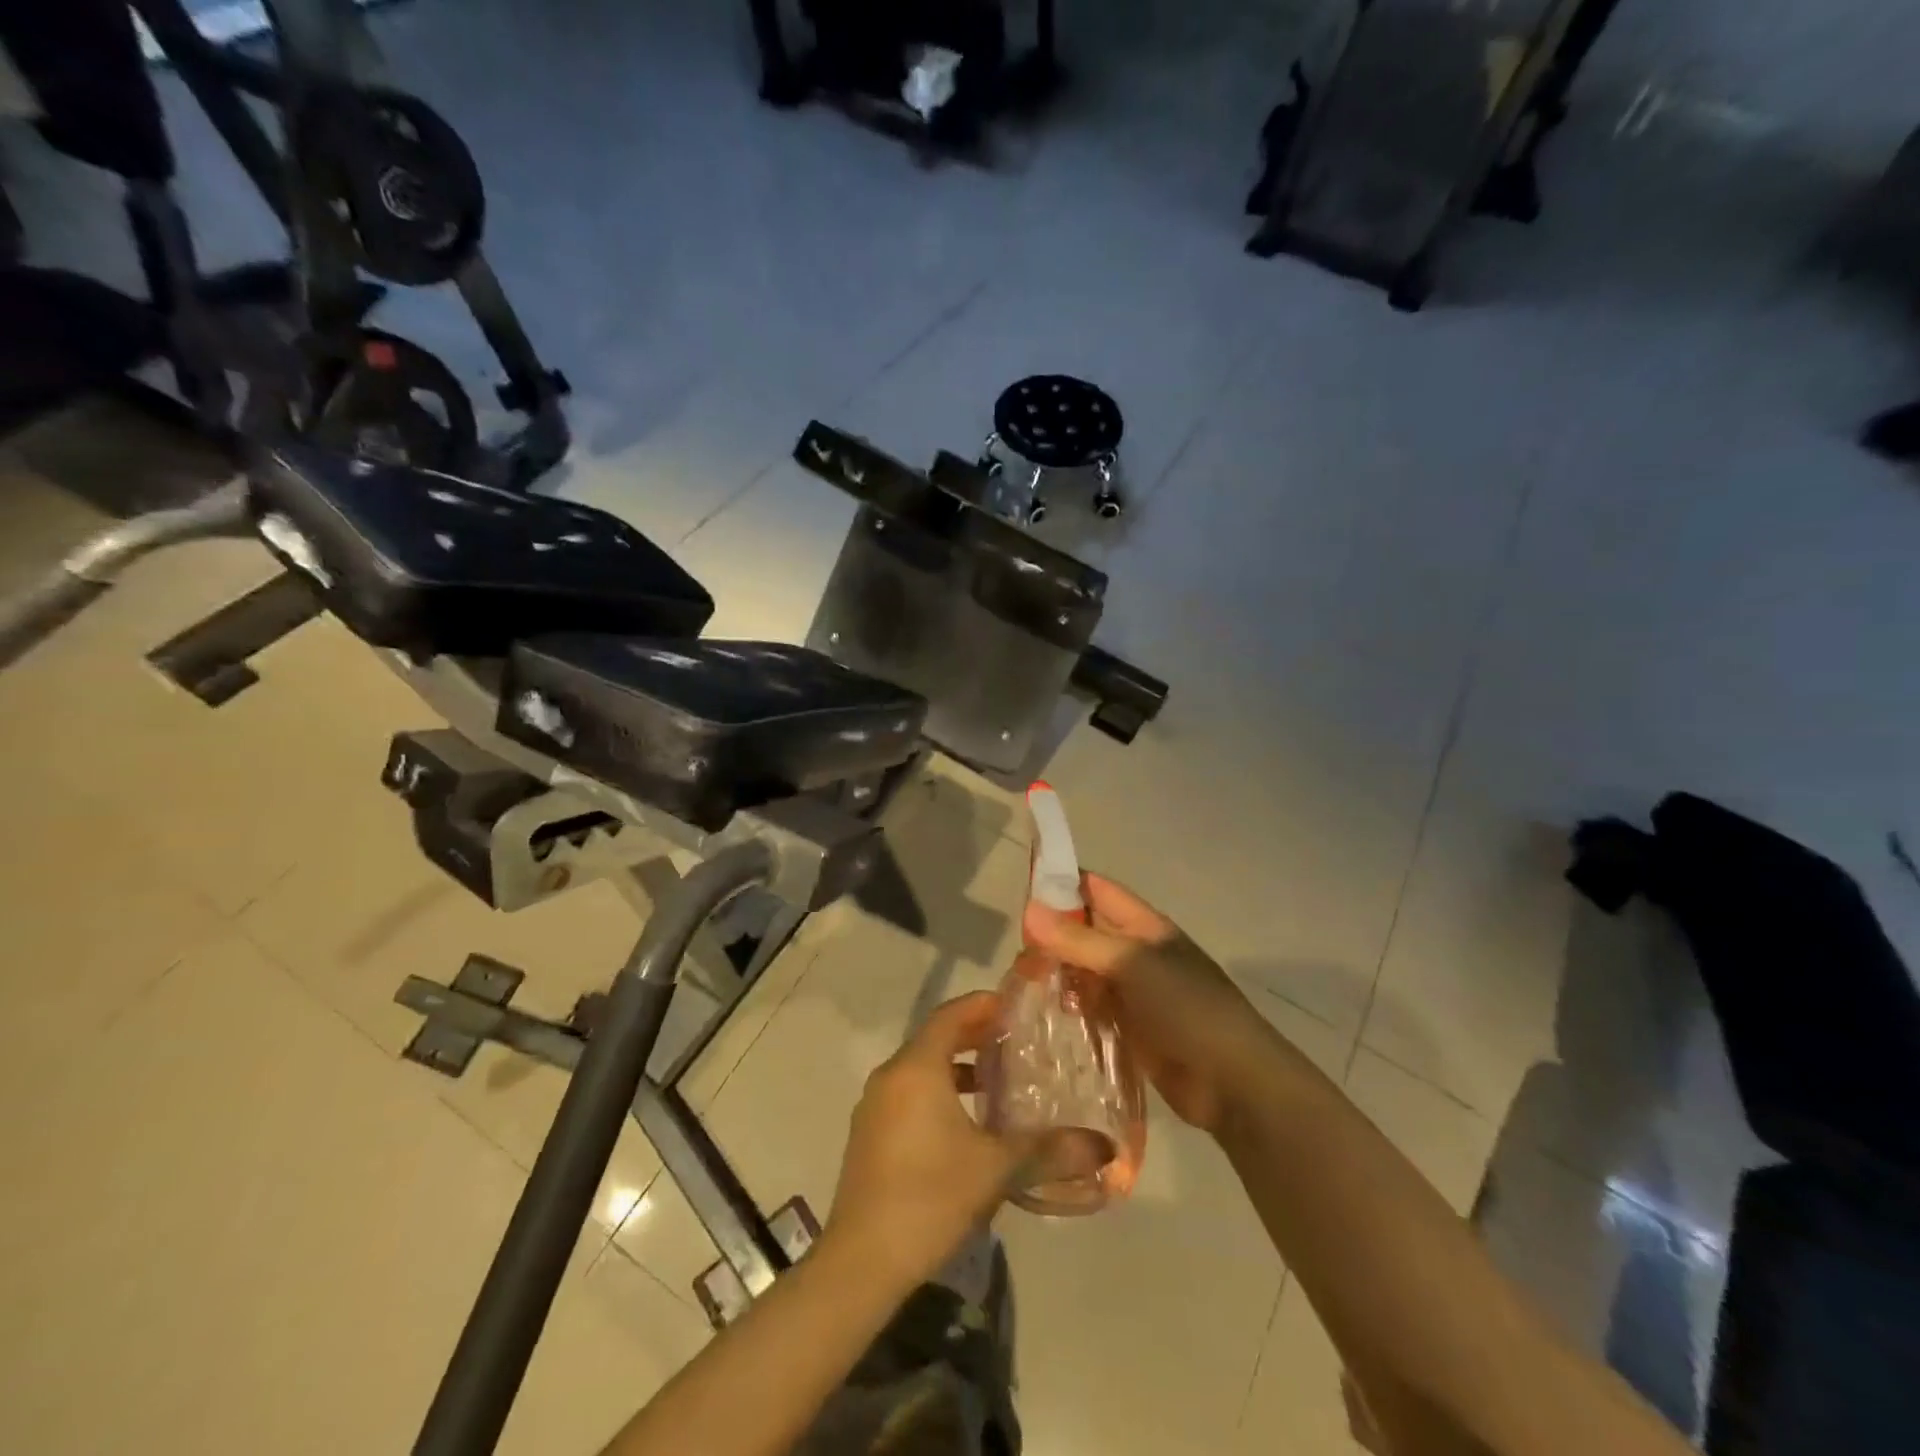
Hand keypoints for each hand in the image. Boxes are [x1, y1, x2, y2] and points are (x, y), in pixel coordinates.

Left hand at [824, 992, 1029, 1288]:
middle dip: (973, 1035)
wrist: (861, 1262)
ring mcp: (875, 1106)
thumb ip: (1049, 1149)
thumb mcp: (996, 1169)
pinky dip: (937, 1091)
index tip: (1015, 1007)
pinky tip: (965, 1124)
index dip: (982, 1005)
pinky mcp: (869, 1135)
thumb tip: (1105, 1146)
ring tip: (995, 1081)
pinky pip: (908, 1093)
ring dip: (955, 1066)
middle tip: (1013, 1041)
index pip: (950, 1015)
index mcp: (916, 1068)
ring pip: (920, 1068)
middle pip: (935, 1038)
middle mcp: (891, 1076)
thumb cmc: (930, 1197)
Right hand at [1024, 875, 1282, 1134]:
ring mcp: (1132, 992)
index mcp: (1144, 926)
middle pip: (1085, 930)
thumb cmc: (1187, 1009)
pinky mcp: (1127, 1028)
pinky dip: (1069, 1006)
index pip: (1096, 890)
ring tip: (1021, 982)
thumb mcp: (1132, 965)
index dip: (1062, 884)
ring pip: (1084, 970)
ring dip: (1057, 973)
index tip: (1021, 894)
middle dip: (1052, 935)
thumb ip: (1080, 940)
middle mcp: (1136, 952)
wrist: (1233, 1082)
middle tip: (1015, 951)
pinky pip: (1090, 1007)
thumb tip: (1029, 909)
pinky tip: (1043, 1014)